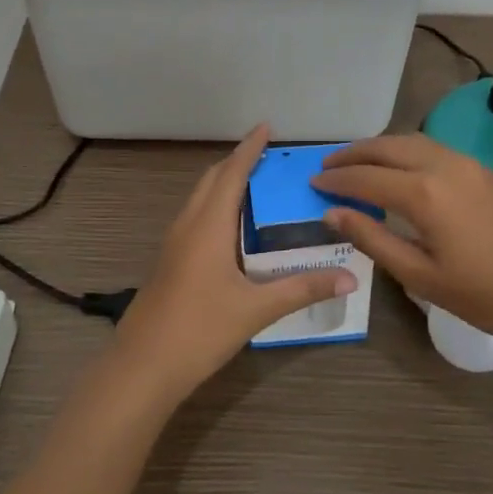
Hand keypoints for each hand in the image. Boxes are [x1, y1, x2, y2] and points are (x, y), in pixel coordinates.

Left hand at [111, 124, 355, 406]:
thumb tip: (349, 278)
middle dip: (236, 162)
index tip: (265, 127)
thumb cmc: (200, 330)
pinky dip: (215, 207)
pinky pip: (194, 218)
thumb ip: (302, 289)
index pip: (231, 174)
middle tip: (266, 156)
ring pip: (199, 199)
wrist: (143, 366)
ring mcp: (174, 244)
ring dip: (223, 184)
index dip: (249, 149)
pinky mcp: (169, 262)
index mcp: (208, 226)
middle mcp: (188, 226)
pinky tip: (232, 229)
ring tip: (254, 185)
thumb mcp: (256, 309)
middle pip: (211, 180)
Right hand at [312, 133, 492, 349]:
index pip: (366, 177)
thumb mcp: (421, 275)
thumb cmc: (487, 294)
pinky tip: (403, 169)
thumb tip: (333, 214)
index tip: (313, 183)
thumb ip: (373, 239)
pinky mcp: (486, 171)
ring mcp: (469, 165)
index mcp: (423, 192)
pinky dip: (407, 151)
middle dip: (355, 153)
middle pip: (388, 146)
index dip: (336, 180)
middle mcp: (444, 165)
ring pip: (414, 141)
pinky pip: (435, 148)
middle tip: (329, 164)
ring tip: (361, 162)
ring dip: (382, 147)